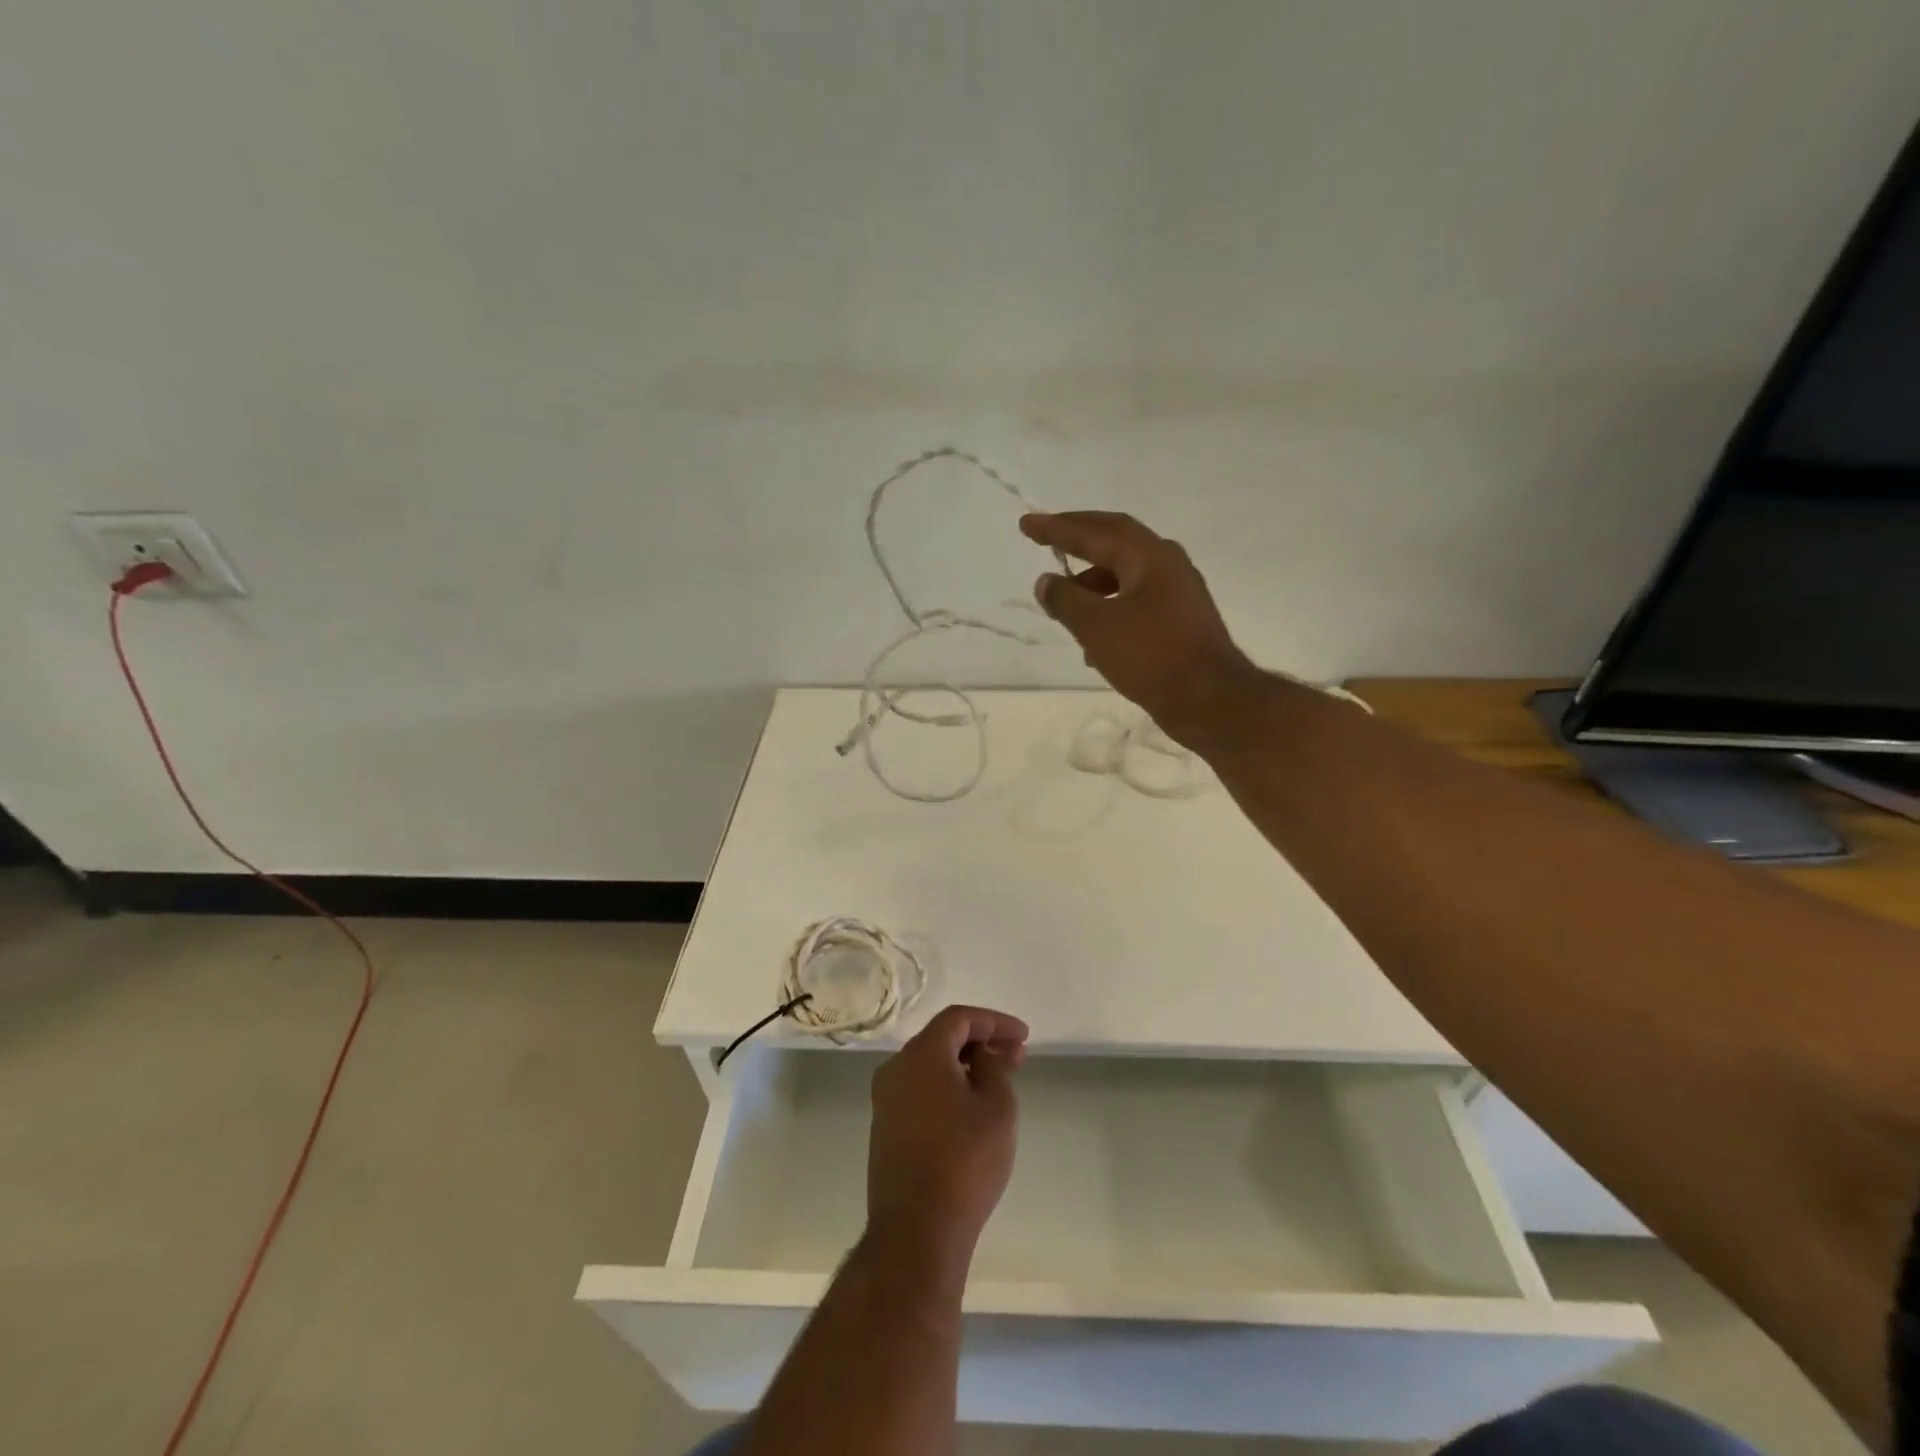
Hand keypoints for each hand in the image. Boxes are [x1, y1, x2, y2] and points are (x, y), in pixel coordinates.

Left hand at [866, 1005, 1028, 1269]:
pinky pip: (921, 1092)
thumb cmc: (964, 1161)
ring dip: (965, 1066)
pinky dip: (948, 1088)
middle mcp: (896, 1069)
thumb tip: (983, 1055)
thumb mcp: (996, 1107)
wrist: (916, 1231)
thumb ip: (994, 1067)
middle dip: (981, 1042)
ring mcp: (886, 1101)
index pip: (959, 1018)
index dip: (994, 1021)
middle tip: (1016, 1056)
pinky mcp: (886, 1130)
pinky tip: (972, 1107)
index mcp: (921, 1054)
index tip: (1024, 1037)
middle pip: (942, 1040)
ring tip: (1000, 1080)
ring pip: (931, 1067)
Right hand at [1021, 510, 1256, 748]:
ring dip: (1092, 583)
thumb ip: (1065, 599)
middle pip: (1115, 542)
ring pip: (1126, 576)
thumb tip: (1046, 582)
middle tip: (1046, 539)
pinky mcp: (1180, 622)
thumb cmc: (1150, 656)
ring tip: (1063, 604)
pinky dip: (1110, 609)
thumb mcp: (1096, 626)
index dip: (1057, 528)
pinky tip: (1093, 642)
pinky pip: (1136, 603)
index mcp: (1149, 556)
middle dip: (1078, 541)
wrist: (1209, 700)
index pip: (1095, 531)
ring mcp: (1178, 593)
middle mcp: (1168, 565)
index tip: (1026, 524)